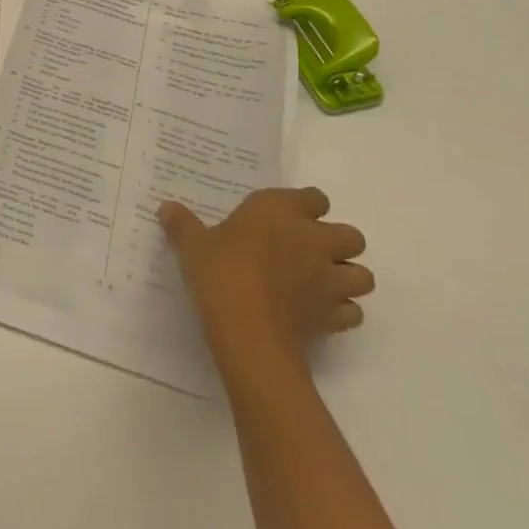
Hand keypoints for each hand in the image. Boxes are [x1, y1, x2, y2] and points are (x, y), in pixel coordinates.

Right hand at [157, 188, 372, 376]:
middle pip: (351, 235)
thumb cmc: (221, 273)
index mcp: (281, 211)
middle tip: (308, 253)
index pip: (314, 197)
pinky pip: (352, 312)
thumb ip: (183, 225)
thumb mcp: (193, 246)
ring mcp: (329, 279)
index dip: (306, 207)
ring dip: (348, 278)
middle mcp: (313, 239)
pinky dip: (342, 312)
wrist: (248, 332)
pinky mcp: (334, 317)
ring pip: (363, 275)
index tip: (286, 218)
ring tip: (321, 284)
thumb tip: (165, 207)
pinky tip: (319, 315)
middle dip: (337, 243)